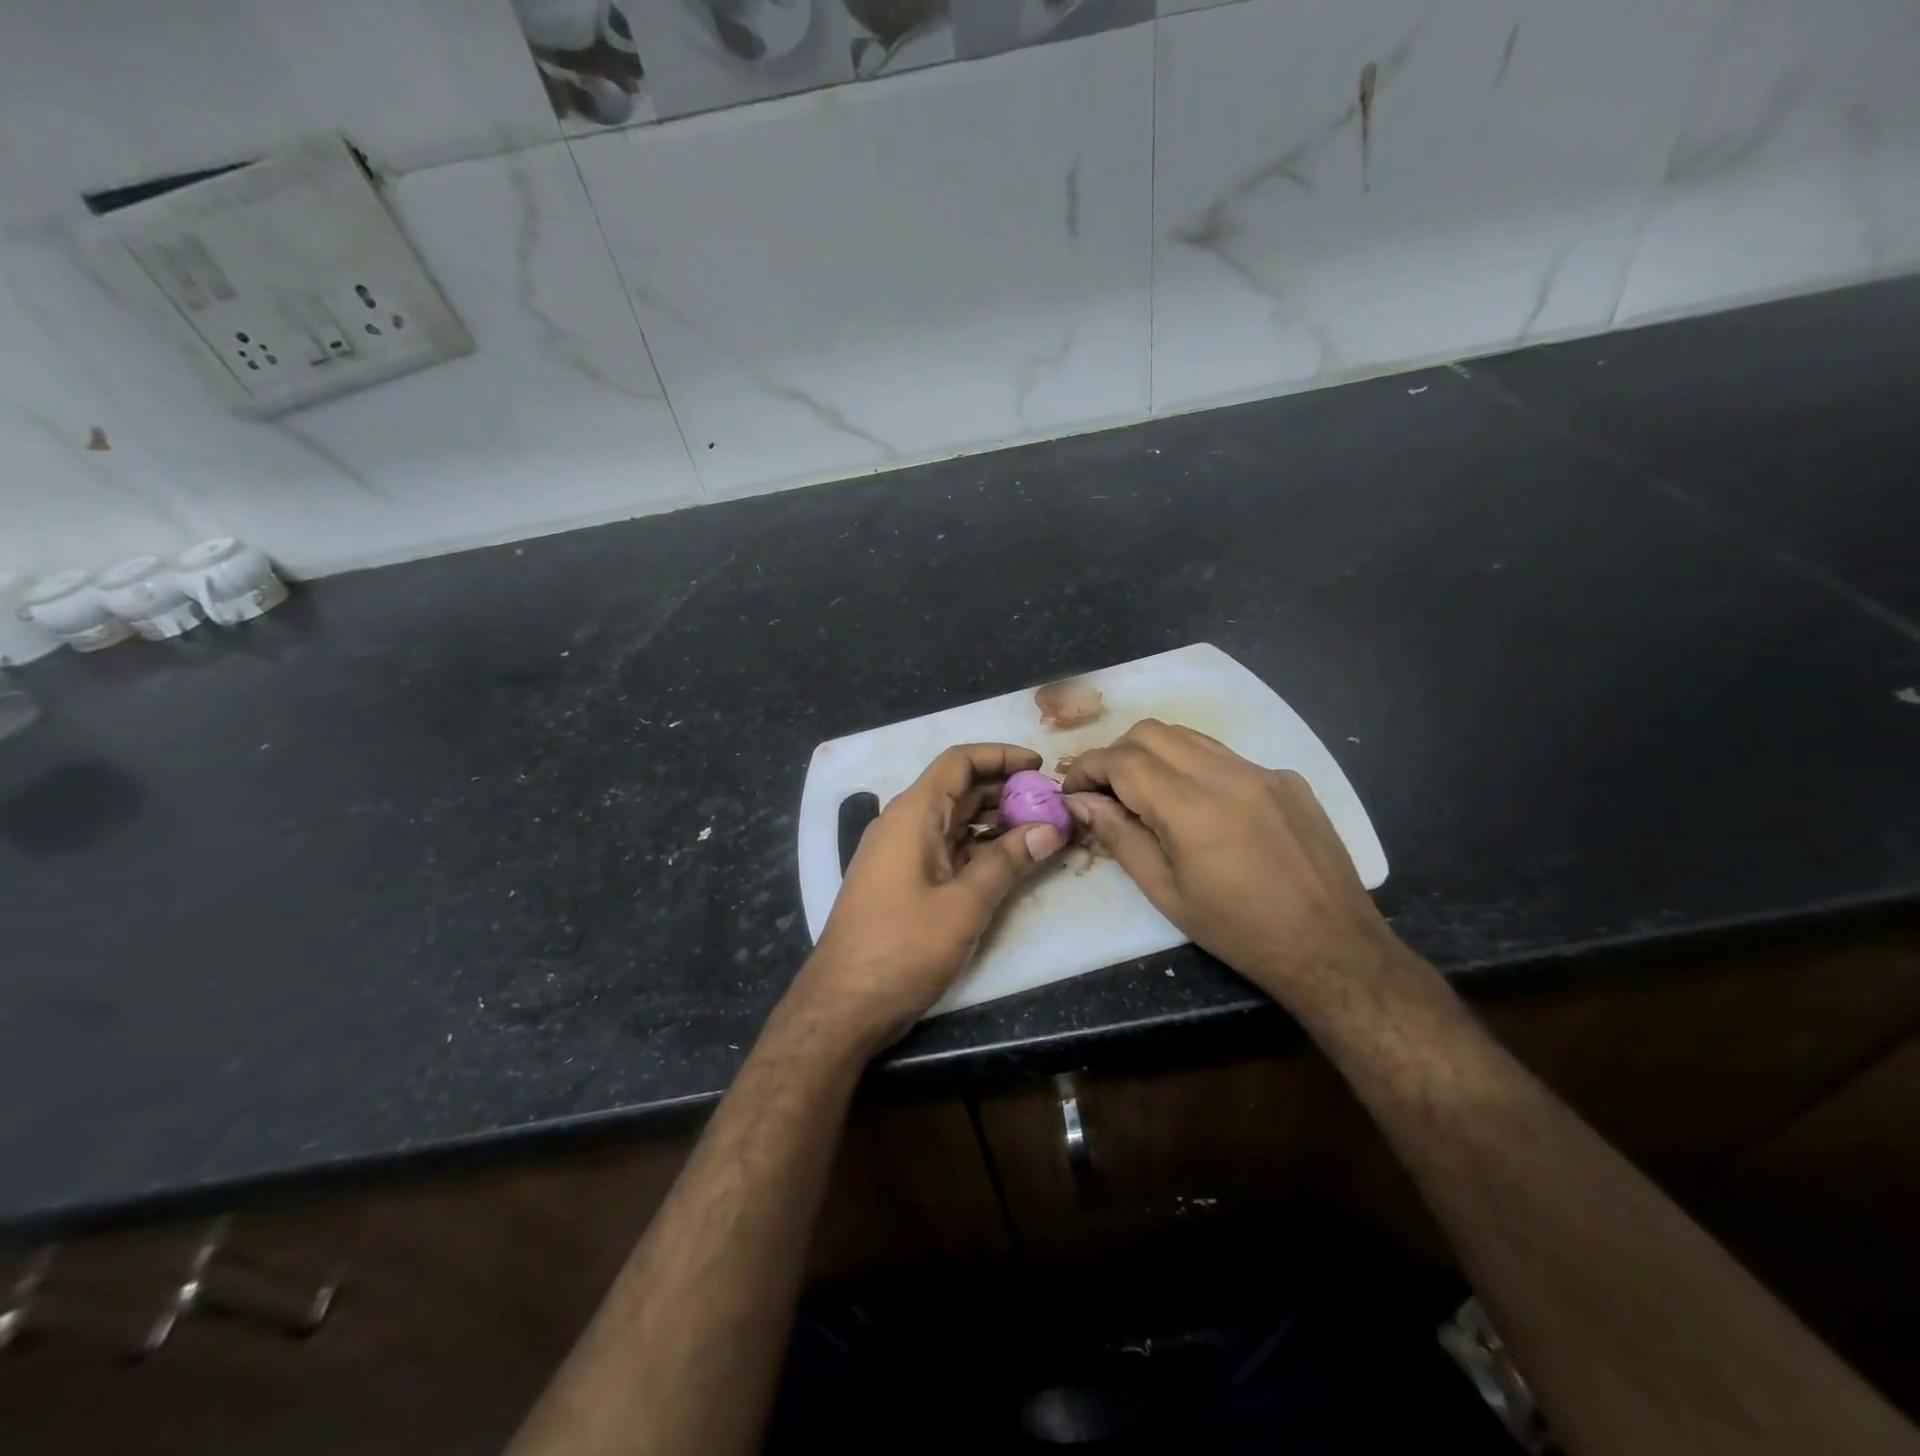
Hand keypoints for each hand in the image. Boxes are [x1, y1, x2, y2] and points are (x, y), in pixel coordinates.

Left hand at [797, 743, 1064, 1053]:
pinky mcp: (902, 882)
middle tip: (1051, 803)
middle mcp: (904, 825)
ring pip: (953, 821)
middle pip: (958, 790)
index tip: (1039, 766)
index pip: (958, 763)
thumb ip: (1007, 862)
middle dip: (1005, 790)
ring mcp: (900, 855)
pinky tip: (1008, 861)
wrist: (843, 1005)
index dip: (1000, 756)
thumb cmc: (902, 948)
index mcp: (913, 815)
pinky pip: (945, 849)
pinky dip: (977, 848)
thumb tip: (1050, 828)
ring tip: (1039, 829)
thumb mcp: (964, 904)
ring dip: (994, 820)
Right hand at [1062, 720, 1398, 1005]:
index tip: (1073, 789)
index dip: (1088, 768)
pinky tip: (1202, 806)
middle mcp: (1226, 774)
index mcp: (1191, 808)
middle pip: (1151, 732)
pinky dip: (1196, 767)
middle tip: (1107, 792)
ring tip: (1147, 793)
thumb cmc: (1238, 931)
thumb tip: (1082, 802)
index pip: (1123, 760)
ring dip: (1155, 754)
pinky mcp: (1287, 778)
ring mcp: (1262, 771)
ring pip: (1189, 736)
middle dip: (1117, 754)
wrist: (1332, 946)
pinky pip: (1226, 755)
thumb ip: (1120, 837)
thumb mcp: (1166, 893)